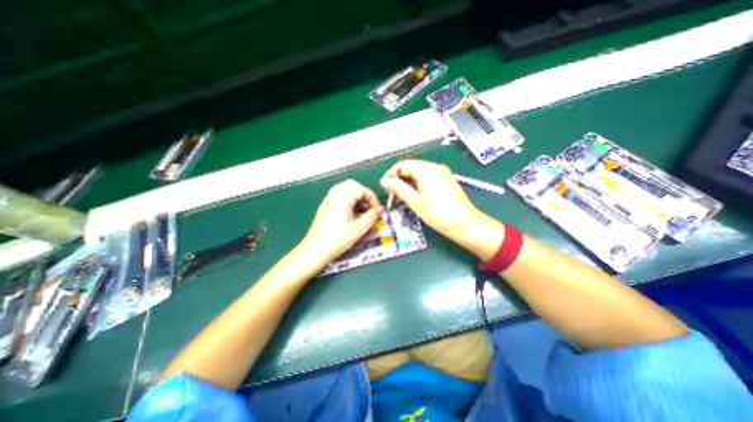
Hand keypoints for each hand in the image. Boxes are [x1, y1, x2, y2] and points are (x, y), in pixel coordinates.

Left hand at [298, 180, 381, 264]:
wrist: (315, 250)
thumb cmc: (336, 240)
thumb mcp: (358, 229)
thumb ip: (371, 217)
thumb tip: (379, 210)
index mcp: (342, 199)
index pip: (362, 190)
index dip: (373, 198)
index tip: (377, 210)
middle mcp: (334, 195)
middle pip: (353, 185)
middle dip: (364, 194)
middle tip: (370, 207)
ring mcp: (328, 200)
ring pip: (345, 188)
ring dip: (356, 195)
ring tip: (362, 208)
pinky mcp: (325, 206)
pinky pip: (338, 194)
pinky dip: (348, 198)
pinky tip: (351, 211)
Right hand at [379, 159, 501, 259]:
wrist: (465, 224)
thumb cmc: (438, 214)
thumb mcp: (415, 201)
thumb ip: (398, 188)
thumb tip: (385, 181)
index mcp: (427, 169)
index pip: (403, 165)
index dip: (391, 175)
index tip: (384, 187)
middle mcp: (435, 167)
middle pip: (411, 168)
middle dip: (399, 180)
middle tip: (391, 195)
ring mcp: (441, 174)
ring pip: (418, 174)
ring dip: (407, 184)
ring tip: (400, 198)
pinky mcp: (445, 181)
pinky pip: (426, 179)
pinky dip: (417, 186)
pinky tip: (413, 197)